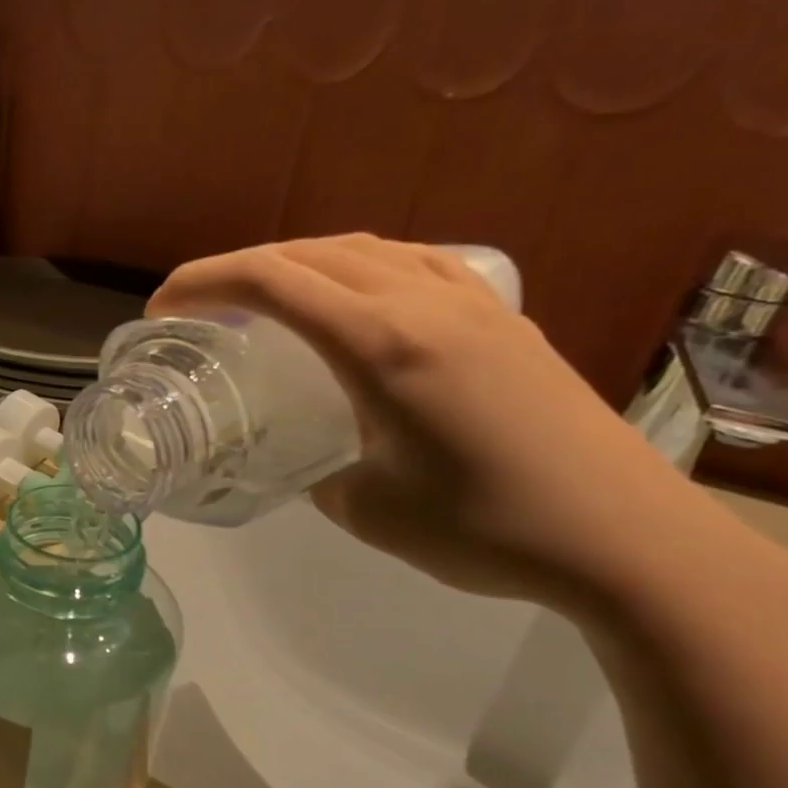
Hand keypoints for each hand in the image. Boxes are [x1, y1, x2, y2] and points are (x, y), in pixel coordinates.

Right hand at [149, 234, 774, 622]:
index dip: (204, 283)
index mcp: (381, 344)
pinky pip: (415, 263)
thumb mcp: (366, 510)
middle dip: (238, 269)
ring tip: (266, 299)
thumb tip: (309, 461)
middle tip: (199, 308)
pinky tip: (358, 299)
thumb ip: (318, 473)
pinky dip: (362, 268)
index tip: (161, 309)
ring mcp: (472, 302)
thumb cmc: (485, 528)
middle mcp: (424, 302)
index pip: (271, 282)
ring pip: (364, 249)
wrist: (625, 538)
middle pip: (310, 253)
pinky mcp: (504, 318)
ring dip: (299, 262)